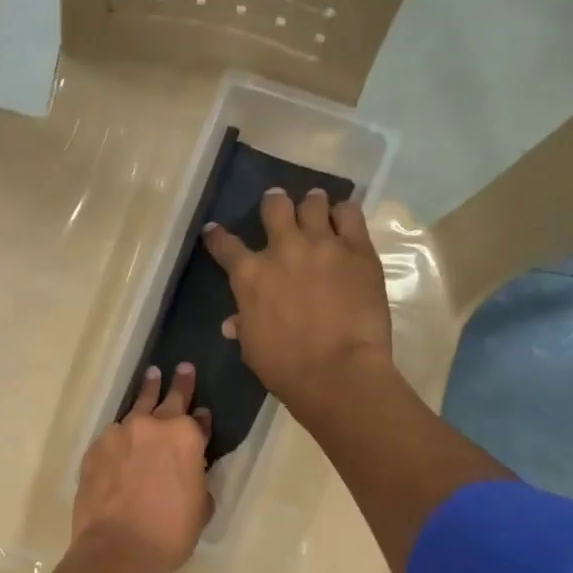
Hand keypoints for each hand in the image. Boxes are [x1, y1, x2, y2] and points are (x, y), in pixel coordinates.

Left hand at [71, 363, 212, 572]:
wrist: (118, 549)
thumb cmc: (171, 532)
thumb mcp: (200, 504)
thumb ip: (197, 475)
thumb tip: (190, 465)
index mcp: (185, 435)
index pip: (198, 418)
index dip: (201, 418)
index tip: (202, 414)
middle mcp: (151, 425)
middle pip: (166, 398)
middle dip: (176, 383)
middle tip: (181, 368)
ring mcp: (118, 434)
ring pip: (135, 410)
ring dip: (145, 397)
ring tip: (150, 379)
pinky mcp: (94, 449)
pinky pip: (113, 436)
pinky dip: (121, 436)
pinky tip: (122, 440)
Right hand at [201, 187, 393, 415]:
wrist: (338, 371)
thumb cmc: (285, 367)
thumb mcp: (252, 348)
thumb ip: (244, 326)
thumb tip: (232, 323)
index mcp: (249, 275)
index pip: (225, 245)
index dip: (217, 236)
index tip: (214, 230)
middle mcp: (283, 249)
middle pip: (274, 207)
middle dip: (273, 204)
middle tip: (276, 207)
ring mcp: (323, 244)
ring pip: (313, 202)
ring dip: (310, 204)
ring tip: (314, 209)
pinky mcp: (358, 249)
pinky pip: (350, 213)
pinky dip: (343, 214)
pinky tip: (343, 222)